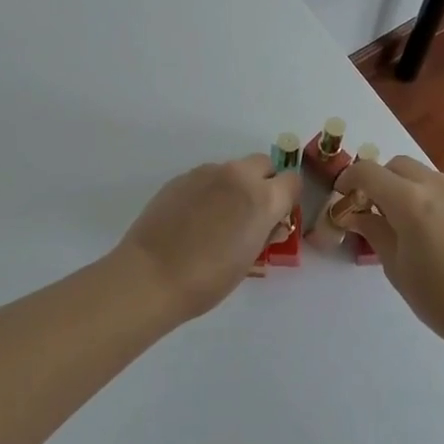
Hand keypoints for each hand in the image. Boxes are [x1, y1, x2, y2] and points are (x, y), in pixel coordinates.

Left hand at [112, 156, 301, 320]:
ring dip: (234, 186)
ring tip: (217, 218)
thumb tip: (269, 223)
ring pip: (232, 169)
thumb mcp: (249, 260)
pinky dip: (209, 190)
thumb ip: (264, 232)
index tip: (278, 215)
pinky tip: (193, 218)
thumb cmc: (208, 279)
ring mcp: (206, 172)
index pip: (292, 181)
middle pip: (263, 164)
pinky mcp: (181, 177)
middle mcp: (237, 176)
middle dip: (264, 182)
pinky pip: (207, 177)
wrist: (151, 274)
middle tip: (251, 213)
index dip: (288, 198)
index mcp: (262, 198)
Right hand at [336, 155, 443, 348]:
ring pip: (417, 173)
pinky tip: (419, 227)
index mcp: (410, 200)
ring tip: (392, 220)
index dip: (348, 180)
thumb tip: (357, 214)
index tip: (340, 198)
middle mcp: (434, 185)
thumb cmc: (441, 298)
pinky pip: (435, 186)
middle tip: (366, 209)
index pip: (368, 172)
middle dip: (376, 180)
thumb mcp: (397, 267)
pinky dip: (419, 194)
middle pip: (394, 165)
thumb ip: (374, 232)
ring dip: (398, 186)